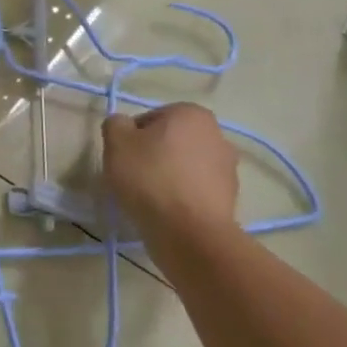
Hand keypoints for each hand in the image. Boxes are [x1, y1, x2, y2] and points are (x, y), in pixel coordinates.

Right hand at [101, 102, 239, 254]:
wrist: (189, 233)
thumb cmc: (151, 177)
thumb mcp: (116, 141)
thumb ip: (115, 124)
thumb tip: (123, 127)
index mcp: (191, 113)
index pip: (150, 119)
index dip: (131, 138)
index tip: (123, 158)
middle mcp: (217, 135)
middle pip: (170, 141)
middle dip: (153, 155)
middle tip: (133, 176)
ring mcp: (228, 168)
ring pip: (184, 166)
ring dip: (168, 176)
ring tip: (149, 199)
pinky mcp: (231, 199)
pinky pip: (196, 190)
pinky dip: (182, 197)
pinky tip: (167, 212)